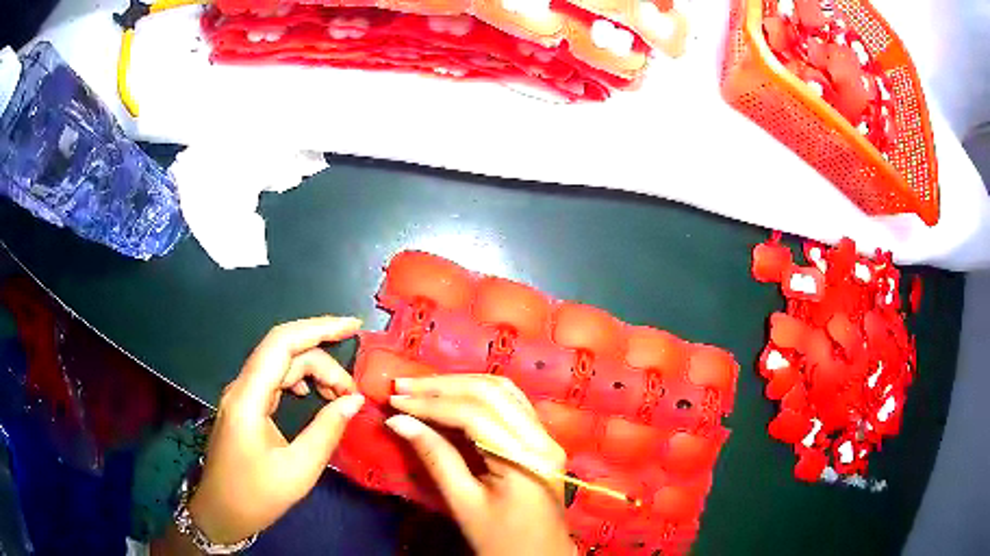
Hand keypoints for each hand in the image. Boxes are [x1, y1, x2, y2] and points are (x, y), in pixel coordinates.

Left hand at [189, 316, 365, 544]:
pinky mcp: (246, 406)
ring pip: (282, 365)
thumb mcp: (298, 469)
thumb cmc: (257, 496)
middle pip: (286, 353)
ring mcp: (242, 395)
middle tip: (353, 393)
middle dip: (324, 363)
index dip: (319, 328)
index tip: (354, 327)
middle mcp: (242, 387)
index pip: (282, 343)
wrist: (221, 512)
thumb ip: (327, 430)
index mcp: (249, 397)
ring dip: (314, 373)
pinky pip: (275, 380)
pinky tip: (314, 397)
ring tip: (340, 397)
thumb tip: (354, 401)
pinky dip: (301, 382)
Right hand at [385, 375, 574, 555]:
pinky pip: (510, 404)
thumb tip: (399, 422)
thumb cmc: (501, 541)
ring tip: (421, 387)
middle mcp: (542, 438)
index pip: (474, 414)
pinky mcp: (541, 441)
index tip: (394, 401)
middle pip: (491, 393)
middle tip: (402, 386)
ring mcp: (546, 437)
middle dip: (443, 386)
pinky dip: (477, 395)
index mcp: (525, 458)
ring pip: (502, 391)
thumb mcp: (464, 504)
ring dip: (460, 384)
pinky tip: (451, 396)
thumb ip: (435, 457)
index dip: (430, 404)